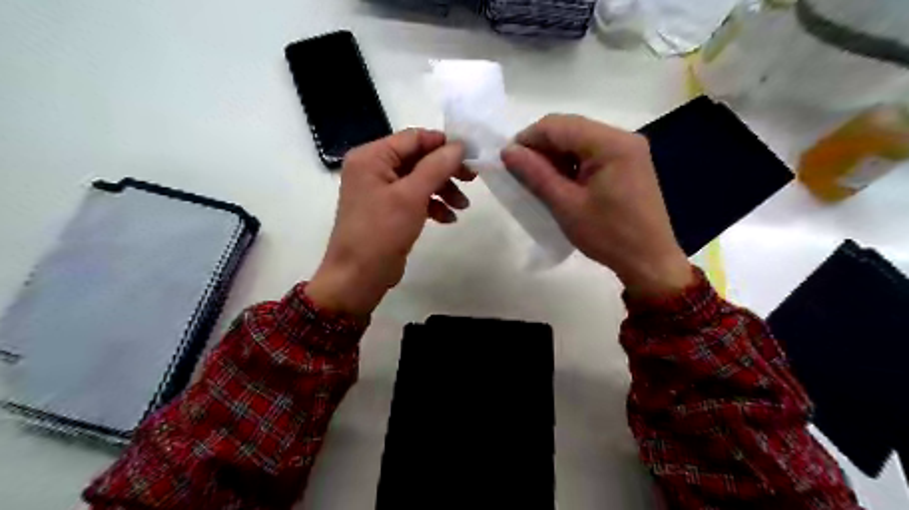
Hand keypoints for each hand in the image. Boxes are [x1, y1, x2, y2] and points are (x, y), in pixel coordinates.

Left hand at [308, 130, 476, 315]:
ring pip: (419, 180)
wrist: (358, 277)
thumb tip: (460, 145)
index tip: (472, 155)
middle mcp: (374, 168)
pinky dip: (432, 206)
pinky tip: (448, 219)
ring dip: (443, 190)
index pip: (414, 138)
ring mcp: (380, 190)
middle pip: (418, 159)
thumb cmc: (381, 232)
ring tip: (462, 206)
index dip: (444, 144)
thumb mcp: (411, 196)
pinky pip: (415, 199)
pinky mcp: (388, 210)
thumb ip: (436, 166)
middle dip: (446, 170)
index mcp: (372, 156)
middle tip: (472, 180)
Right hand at [500, 114, 692, 298]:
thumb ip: (536, 174)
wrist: (649, 261)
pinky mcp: (628, 162)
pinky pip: (591, 153)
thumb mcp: (566, 206)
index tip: (508, 162)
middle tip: (522, 174)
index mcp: (610, 143)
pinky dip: (571, 163)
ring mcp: (628, 149)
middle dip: (541, 148)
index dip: (527, 139)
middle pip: (569, 129)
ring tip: (540, 182)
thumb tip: (508, 151)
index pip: (557, 126)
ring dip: (555, 156)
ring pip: (578, 140)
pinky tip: (562, 183)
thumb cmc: (607, 235)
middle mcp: (622, 137)